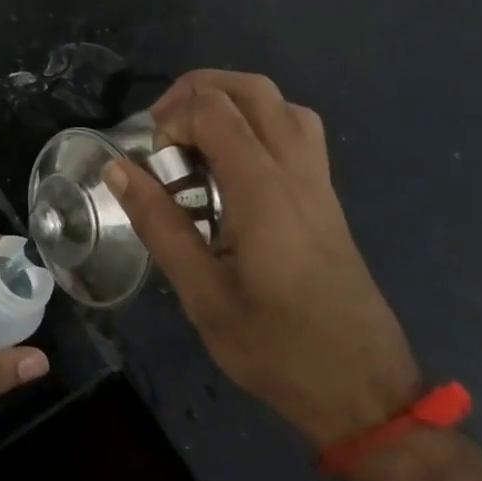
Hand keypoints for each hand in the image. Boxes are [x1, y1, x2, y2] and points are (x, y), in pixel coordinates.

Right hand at [108, 70, 421, 448]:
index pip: (214, 110)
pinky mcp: (326, 196)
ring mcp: (317, 181)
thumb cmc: (276, 348)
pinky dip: (259, 122)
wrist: (364, 392)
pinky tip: (234, 164)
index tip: (154, 164)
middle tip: (165, 129)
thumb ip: (159, 224)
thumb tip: (117, 168)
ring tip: (196, 138)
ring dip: (232, 102)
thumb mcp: (202, 294)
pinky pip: (297, 129)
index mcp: (263, 191)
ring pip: (280, 103)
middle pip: (251, 88)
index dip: (172, 120)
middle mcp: (295, 171)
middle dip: (198, 91)